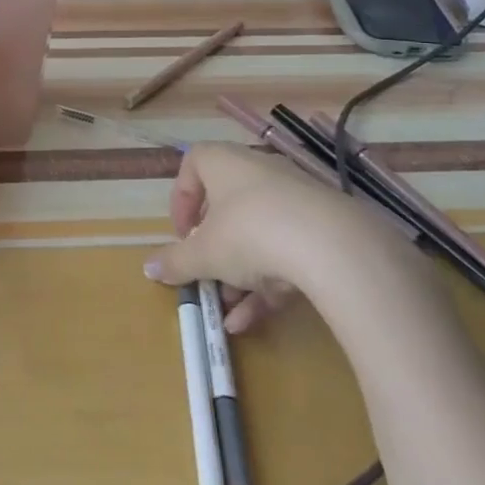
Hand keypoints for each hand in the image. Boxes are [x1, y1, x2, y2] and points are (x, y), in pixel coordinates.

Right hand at [145, 142, 425, 332]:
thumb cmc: (250, 233)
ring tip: (228, 310)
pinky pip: (288, 253)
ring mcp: (297, 200)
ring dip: (239, 274)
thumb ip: (175, 261)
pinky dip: (269, 284)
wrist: (336, 248)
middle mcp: (260, 172)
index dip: (182, 198)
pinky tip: (254, 321)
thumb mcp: (204, 253)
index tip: (182, 233)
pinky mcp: (326, 230)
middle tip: (205, 274)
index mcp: (225, 163)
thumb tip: (148, 268)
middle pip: (228, 206)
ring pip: (259, 235)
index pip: (194, 163)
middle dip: (213, 247)